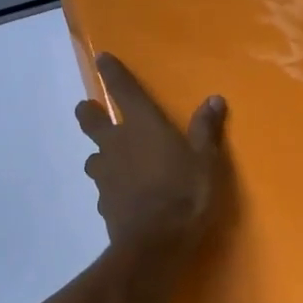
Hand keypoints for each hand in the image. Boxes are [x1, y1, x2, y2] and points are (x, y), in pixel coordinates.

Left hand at [75, 53, 229, 256]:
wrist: (154, 244)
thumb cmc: (185, 194)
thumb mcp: (206, 161)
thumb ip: (206, 130)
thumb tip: (214, 99)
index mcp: (143, 126)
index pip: (123, 90)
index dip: (112, 73)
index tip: (101, 58)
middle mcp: (117, 143)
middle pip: (90, 121)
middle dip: (88, 113)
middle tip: (91, 111)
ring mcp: (105, 174)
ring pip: (92, 156)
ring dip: (100, 154)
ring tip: (112, 160)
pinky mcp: (102, 202)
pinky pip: (102, 187)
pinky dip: (110, 186)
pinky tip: (121, 195)